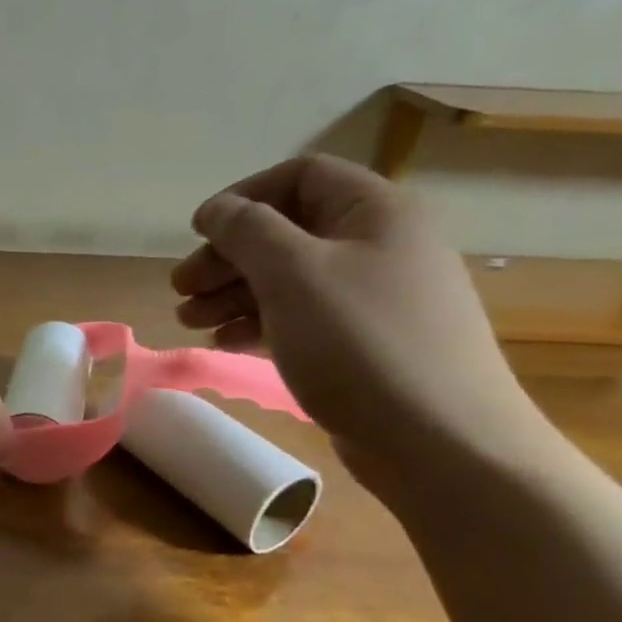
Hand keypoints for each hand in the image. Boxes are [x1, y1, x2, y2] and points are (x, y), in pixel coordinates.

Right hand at [170, 155, 546, 482]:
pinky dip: (260, 325)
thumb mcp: (293, 274)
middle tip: (181, 289)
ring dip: (234, 295)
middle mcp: (379, 247)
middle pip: (287, 232)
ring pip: (290, 280)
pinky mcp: (364, 345)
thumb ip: (247, 231)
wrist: (441, 445)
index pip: (300, 176)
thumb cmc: (361, 344)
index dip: (243, 197)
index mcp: (375, 212)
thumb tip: (216, 208)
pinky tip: (226, 344)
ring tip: (190, 322)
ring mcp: (374, 300)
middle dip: (228, 257)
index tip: (198, 232)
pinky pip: (303, 319)